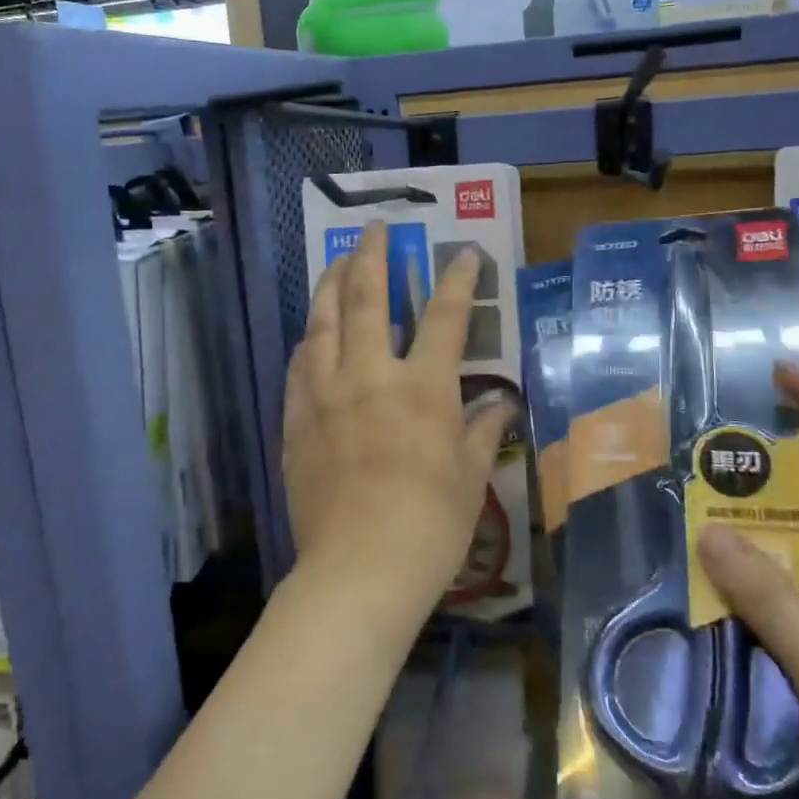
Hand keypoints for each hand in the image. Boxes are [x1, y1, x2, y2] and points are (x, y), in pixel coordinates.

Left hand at [282, 222, 514, 606]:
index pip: (446, 317)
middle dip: (371, 257)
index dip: (458, 280)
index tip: (463, 253)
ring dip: (328, 285)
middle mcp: (370, 376)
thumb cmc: (429, 525)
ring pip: (321, 322)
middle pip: (366, 299)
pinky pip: (298, 366)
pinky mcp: (295, 420)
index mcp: (422, 388)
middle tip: (373, 229)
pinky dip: (307, 341)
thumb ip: (481, 432)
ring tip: (334, 263)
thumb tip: (502, 405)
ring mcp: (325, 394)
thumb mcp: (469, 478)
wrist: (359, 569)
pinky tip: (309, 334)